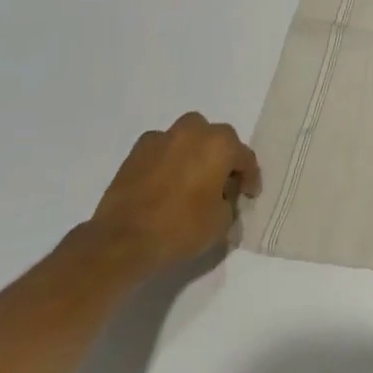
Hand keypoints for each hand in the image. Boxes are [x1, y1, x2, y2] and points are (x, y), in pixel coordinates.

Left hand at [82, 113, 261, 278]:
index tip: (249, 195)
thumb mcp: (220, 225)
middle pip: (218, 140)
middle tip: (221, 185)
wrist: (122, 241)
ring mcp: (164, 137)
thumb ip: (229, 206)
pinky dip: (167, 159)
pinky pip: (162, 148)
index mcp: (221, 145)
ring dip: (195, 152)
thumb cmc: (180, 229)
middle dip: (222, 159)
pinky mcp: (138, 150)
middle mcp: (195, 131)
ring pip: (189, 137)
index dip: (250, 178)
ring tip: (190, 179)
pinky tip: (164, 182)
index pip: (245, 158)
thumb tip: (224, 202)